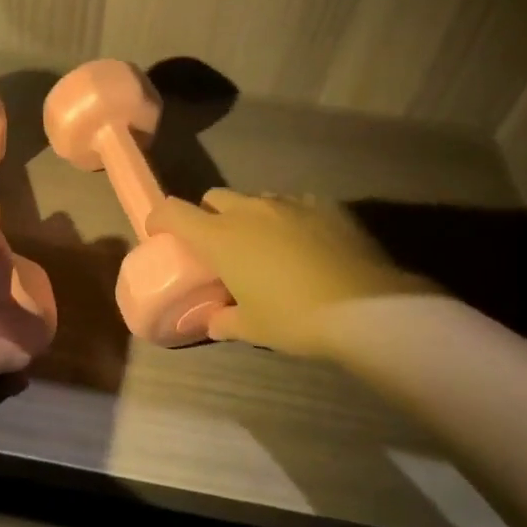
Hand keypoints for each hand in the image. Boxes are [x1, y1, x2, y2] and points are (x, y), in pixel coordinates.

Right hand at [147, 190, 438, 357]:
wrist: (365, 306)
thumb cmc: (295, 318)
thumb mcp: (253, 329)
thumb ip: (225, 322)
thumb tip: (214, 321)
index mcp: (220, 237)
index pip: (173, 212)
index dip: (160, 218)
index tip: (161, 233)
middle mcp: (249, 210)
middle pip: (214, 198)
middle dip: (210, 216)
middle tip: (220, 246)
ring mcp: (288, 203)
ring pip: (255, 199)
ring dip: (250, 217)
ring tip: (266, 246)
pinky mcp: (324, 204)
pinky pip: (294, 204)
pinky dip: (288, 219)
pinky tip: (304, 244)